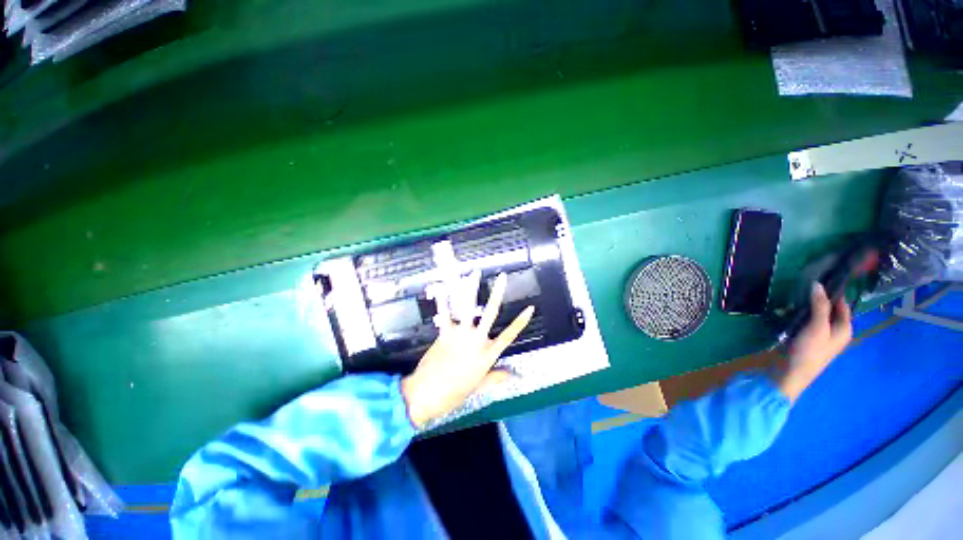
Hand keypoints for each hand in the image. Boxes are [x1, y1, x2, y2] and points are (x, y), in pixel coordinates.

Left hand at [401, 271, 533, 427]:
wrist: (428, 395)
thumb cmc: (455, 393)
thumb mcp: (479, 386)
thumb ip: (496, 378)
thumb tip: (513, 375)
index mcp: (487, 355)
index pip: (510, 335)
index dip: (521, 321)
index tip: (530, 307)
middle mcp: (477, 341)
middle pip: (490, 313)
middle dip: (498, 293)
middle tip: (502, 277)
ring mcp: (460, 335)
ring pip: (468, 307)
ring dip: (471, 288)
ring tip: (474, 273)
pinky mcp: (444, 333)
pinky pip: (444, 313)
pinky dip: (443, 299)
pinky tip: (442, 286)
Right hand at [778, 283, 852, 401]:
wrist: (792, 372)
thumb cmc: (810, 350)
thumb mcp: (817, 326)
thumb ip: (819, 306)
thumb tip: (818, 284)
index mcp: (844, 328)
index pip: (843, 305)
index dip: (835, 292)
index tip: (823, 278)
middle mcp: (835, 331)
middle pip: (829, 309)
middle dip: (817, 299)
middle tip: (803, 286)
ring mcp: (820, 335)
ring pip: (815, 315)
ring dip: (804, 307)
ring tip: (792, 297)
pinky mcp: (805, 338)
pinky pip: (804, 321)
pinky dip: (796, 315)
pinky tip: (785, 311)